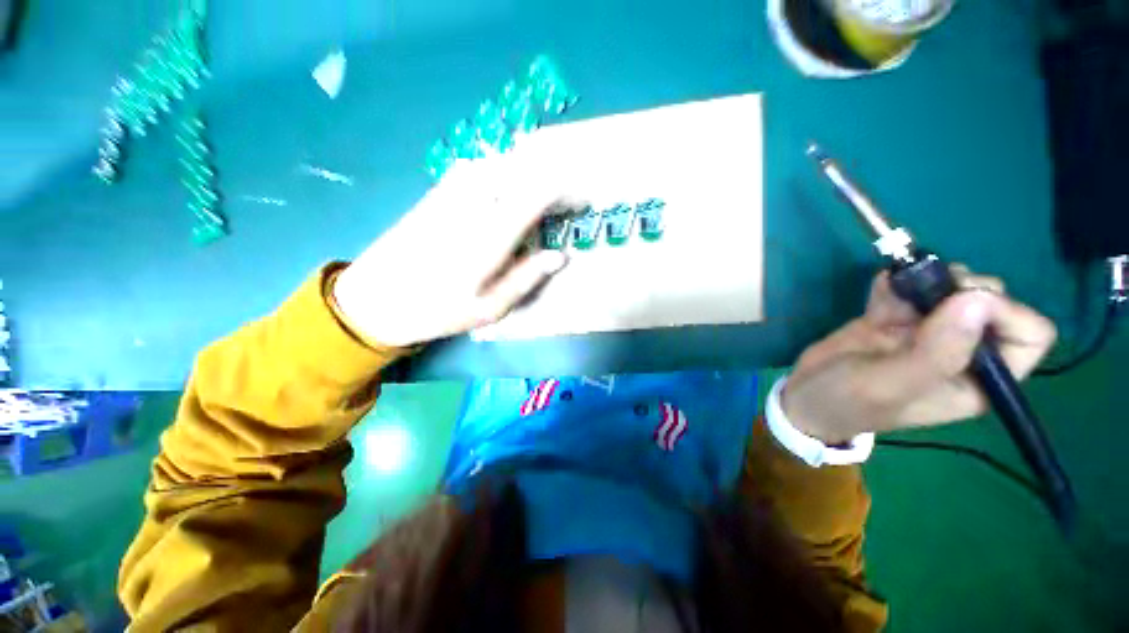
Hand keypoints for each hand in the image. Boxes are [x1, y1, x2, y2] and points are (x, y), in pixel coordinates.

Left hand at [333, 152, 578, 346]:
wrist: (375, 298)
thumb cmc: (438, 310)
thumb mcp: (491, 307)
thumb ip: (528, 277)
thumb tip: (561, 255)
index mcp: (490, 235)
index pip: (537, 192)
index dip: (566, 189)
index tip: (583, 198)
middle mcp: (474, 204)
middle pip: (522, 169)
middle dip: (551, 178)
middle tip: (566, 198)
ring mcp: (452, 192)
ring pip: (501, 164)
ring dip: (528, 172)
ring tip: (541, 194)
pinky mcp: (438, 192)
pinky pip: (479, 168)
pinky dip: (502, 172)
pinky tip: (507, 189)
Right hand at [781, 266, 1056, 443]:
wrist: (806, 395)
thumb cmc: (848, 401)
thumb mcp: (890, 384)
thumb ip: (936, 352)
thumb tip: (977, 299)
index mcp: (977, 379)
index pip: (1027, 337)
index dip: (1006, 313)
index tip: (959, 302)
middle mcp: (962, 352)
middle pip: (993, 302)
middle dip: (961, 288)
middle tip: (921, 293)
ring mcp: (928, 332)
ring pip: (953, 288)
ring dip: (925, 279)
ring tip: (893, 291)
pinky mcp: (898, 319)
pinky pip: (910, 287)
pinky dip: (896, 280)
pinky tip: (879, 287)